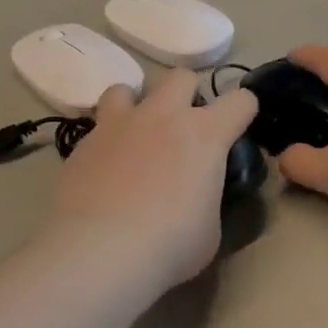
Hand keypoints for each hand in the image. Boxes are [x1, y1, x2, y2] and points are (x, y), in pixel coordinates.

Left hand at [48, 68, 256, 287]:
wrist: (100, 251)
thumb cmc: (170, 244)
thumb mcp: (210, 229)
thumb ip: (208, 199)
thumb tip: (198, 199)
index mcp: (205, 134)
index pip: (241, 101)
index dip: (244, 111)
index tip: (238, 129)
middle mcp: (163, 115)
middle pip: (182, 77)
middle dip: (188, 95)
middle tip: (185, 129)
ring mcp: (119, 124)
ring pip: (127, 88)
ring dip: (137, 106)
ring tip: (136, 136)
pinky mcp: (84, 142)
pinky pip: (98, 126)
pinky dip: (107, 140)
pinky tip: (106, 168)